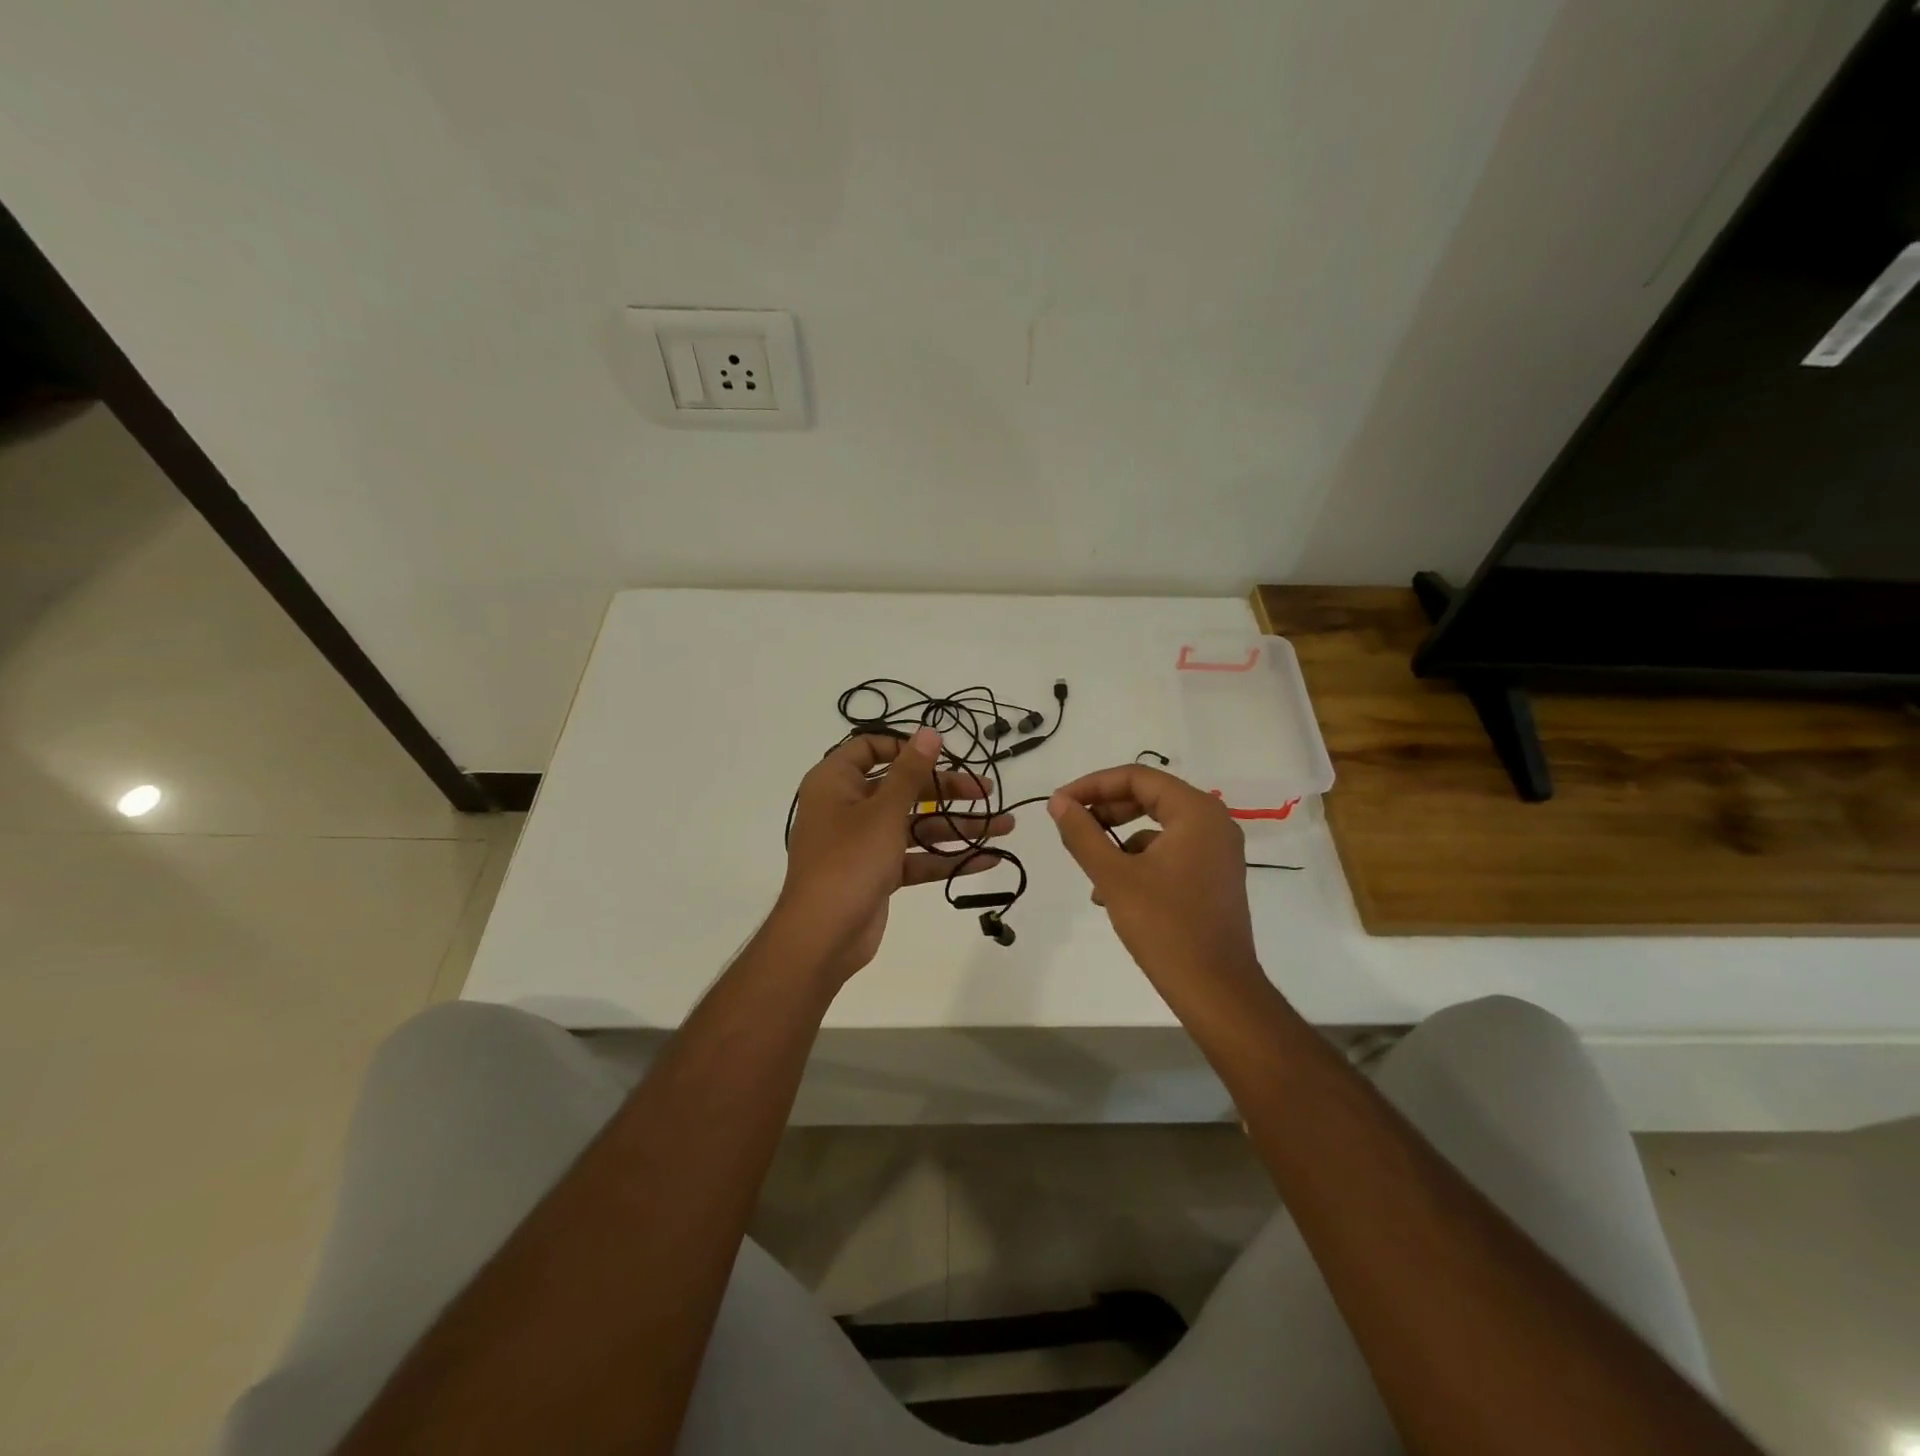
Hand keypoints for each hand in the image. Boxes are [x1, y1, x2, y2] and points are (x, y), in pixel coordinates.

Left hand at [779, 727, 1012, 979]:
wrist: (822, 936)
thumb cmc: (849, 860)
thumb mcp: (884, 810)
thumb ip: (911, 771)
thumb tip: (929, 732)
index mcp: (836, 782)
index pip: (870, 748)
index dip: (905, 747)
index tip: (941, 754)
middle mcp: (847, 806)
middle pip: (902, 787)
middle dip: (948, 791)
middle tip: (988, 791)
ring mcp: (863, 842)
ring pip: (915, 824)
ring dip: (957, 826)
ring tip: (1005, 827)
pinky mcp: (877, 872)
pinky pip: (915, 857)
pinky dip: (946, 857)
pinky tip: (987, 859)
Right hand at [1048, 765, 1263, 1002]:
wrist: (1216, 990)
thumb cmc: (1165, 927)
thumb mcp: (1113, 876)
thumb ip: (1082, 833)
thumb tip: (1058, 803)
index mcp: (1196, 812)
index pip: (1137, 777)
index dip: (1093, 785)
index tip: (1059, 803)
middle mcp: (1213, 822)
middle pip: (1149, 797)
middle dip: (1105, 809)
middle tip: (1070, 824)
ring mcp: (1217, 851)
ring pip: (1156, 826)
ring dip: (1117, 839)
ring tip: (1088, 867)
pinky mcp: (1213, 876)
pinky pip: (1168, 852)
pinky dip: (1137, 861)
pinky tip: (1110, 891)